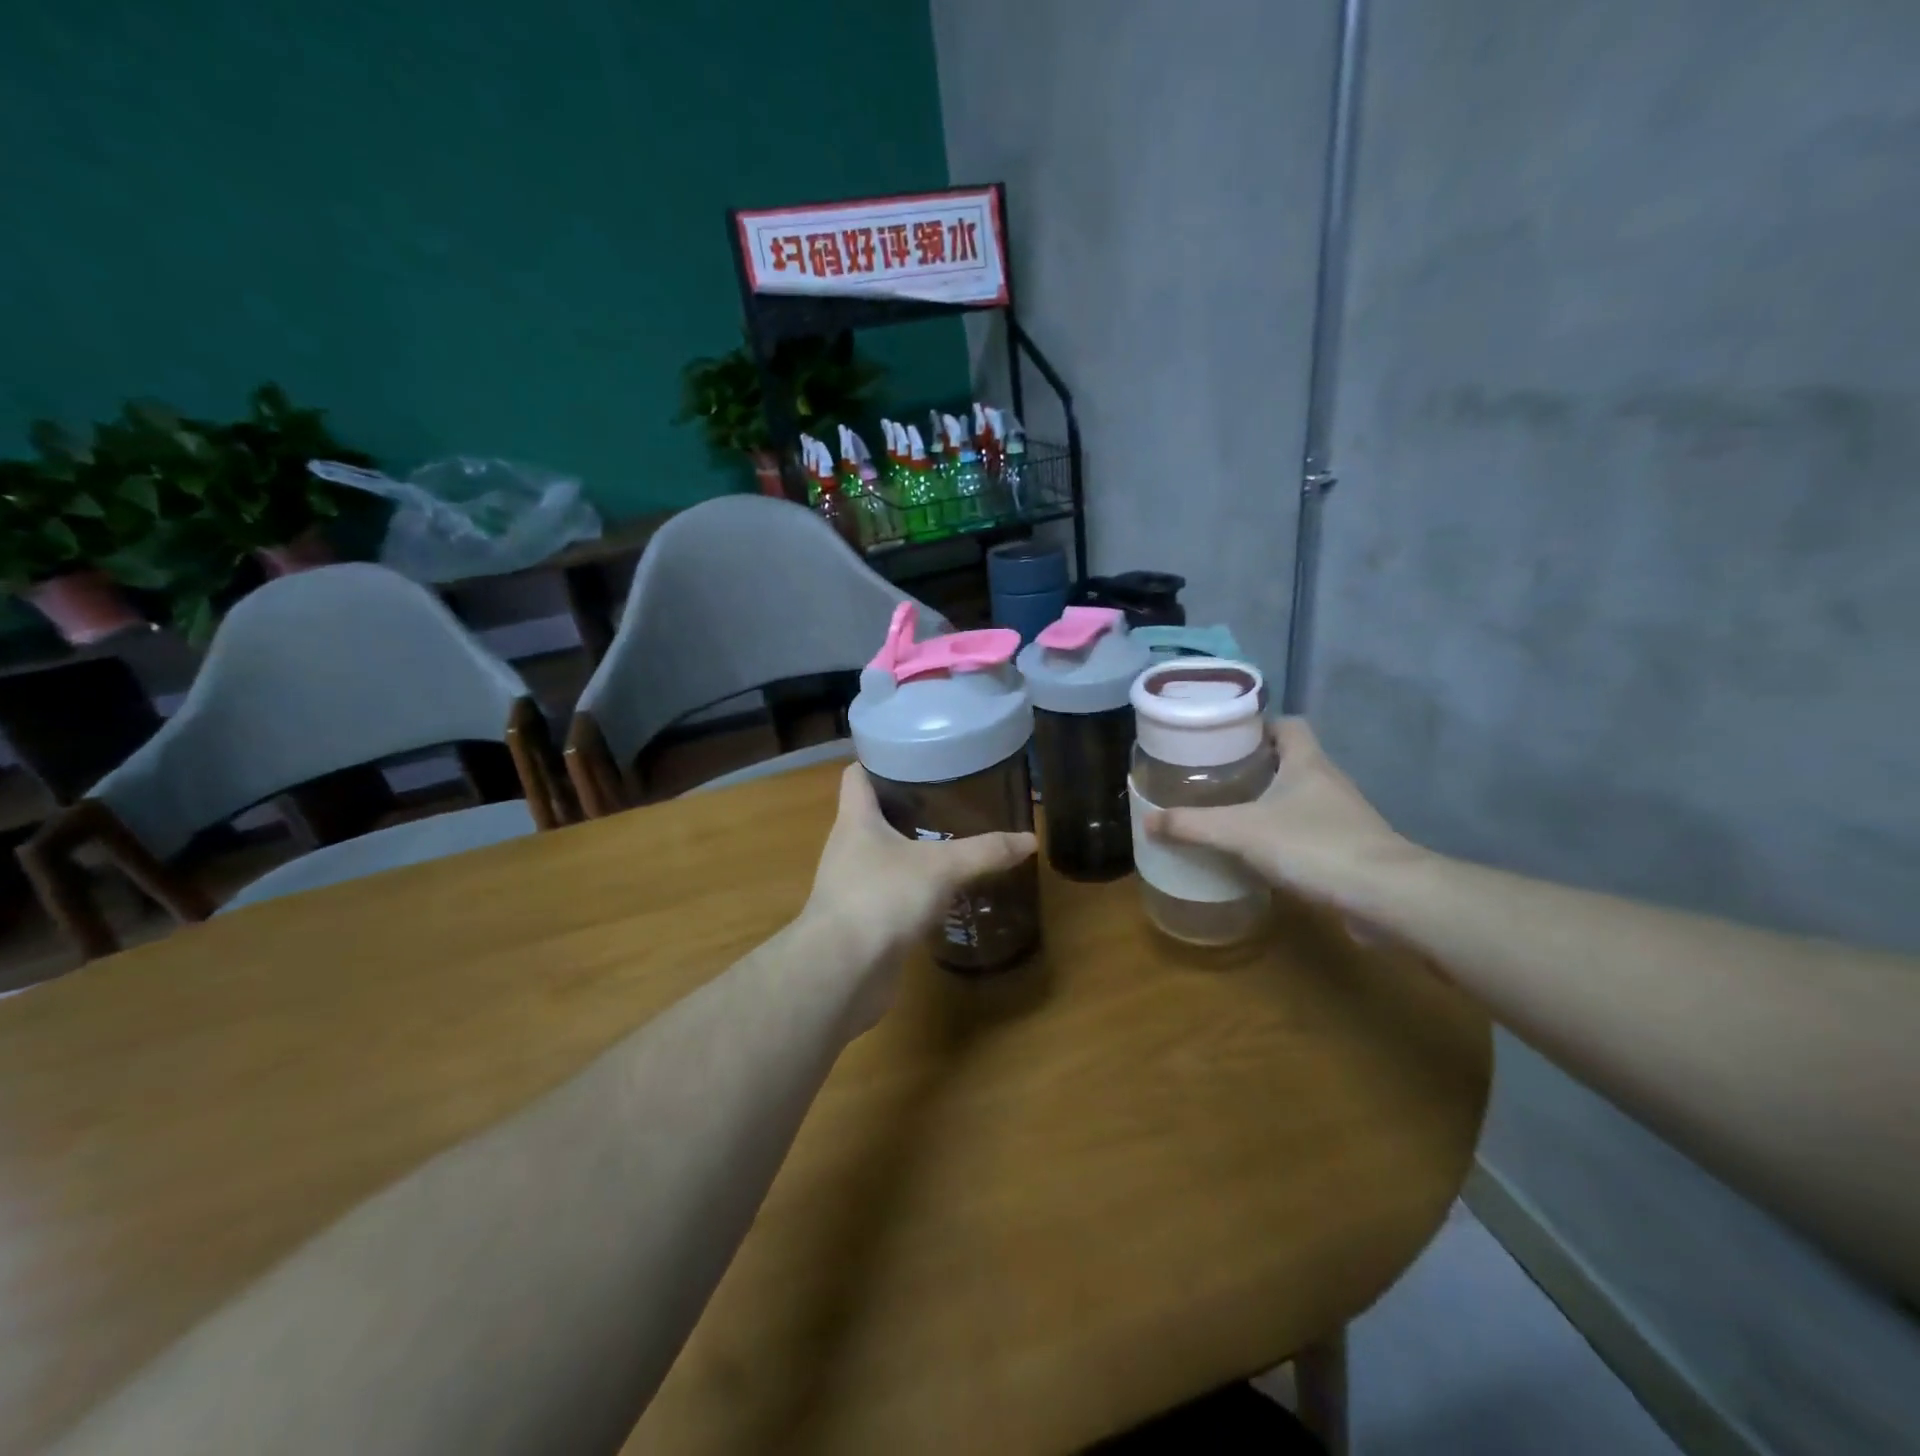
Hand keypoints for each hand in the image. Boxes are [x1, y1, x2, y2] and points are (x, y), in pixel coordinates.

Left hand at [801, 763, 1036, 977]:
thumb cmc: (882, 898)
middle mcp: (847, 847)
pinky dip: (911, 888)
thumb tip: (1030, 839)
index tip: (916, 756)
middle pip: (872, 814)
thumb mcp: (941, 867)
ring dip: (911, 849)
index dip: (880, 761)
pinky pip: (888, 892)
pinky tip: (942, 892)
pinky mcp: (861, 919)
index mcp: (855, 820)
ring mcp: (850, 885)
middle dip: (907, 806)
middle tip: (950, 799)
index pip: (857, 775)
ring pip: (882, 856)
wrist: (842, 972)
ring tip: (952, 842)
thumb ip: (985, 851)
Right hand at [1146, 718, 1424, 916]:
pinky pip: (1310, 830)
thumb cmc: (1313, 845)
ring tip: (1230, 812)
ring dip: (1271, 801)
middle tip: (1216, 777)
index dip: (1260, 725)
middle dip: (1256, 766)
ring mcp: (1343, 816)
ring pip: (1301, 796)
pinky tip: (1259, 852)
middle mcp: (1328, 781)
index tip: (1227, 738)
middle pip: (1291, 759)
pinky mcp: (1349, 849)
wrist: (1385, 896)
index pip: (1288, 724)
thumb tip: (1147, 821)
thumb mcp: (1240, 832)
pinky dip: (1285, 835)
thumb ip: (1192, 825)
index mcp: (1307, 761)